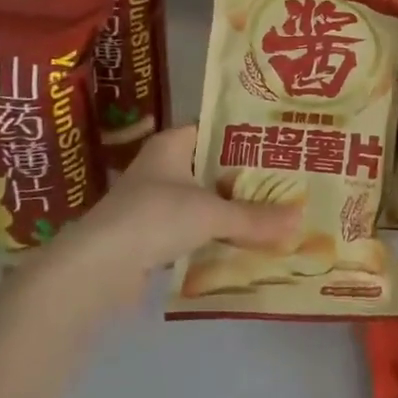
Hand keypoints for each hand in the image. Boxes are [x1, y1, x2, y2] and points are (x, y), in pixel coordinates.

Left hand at [44, 125, 302, 307]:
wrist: (97, 269)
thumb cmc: (154, 218)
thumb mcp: (211, 214)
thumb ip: (254, 217)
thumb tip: (300, 218)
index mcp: (172, 145)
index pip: (213, 127)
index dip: (244, 134)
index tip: (278, 142)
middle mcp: (161, 168)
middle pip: (211, 166)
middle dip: (244, 177)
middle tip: (286, 180)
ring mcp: (153, 203)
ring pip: (202, 200)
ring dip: (229, 210)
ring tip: (272, 213)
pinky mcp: (150, 237)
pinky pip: (191, 230)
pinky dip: (213, 237)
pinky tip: (242, 245)